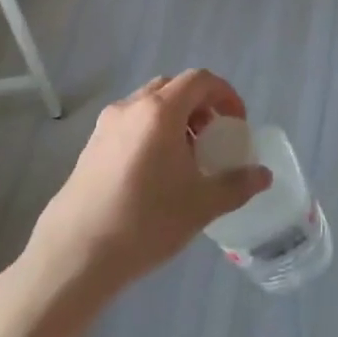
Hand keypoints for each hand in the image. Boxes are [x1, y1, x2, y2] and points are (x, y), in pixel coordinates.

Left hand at [27, 70, 271, 299]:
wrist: (73, 257)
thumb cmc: (144, 222)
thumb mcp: (201, 205)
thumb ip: (237, 185)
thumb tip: (264, 175)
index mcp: (160, 111)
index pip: (200, 80)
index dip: (225, 94)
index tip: (237, 124)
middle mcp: (130, 108)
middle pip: (173, 87)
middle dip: (200, 105)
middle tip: (212, 137)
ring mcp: (105, 127)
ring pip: (148, 105)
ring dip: (174, 119)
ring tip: (185, 159)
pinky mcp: (89, 149)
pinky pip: (129, 125)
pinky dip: (150, 133)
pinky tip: (154, 175)